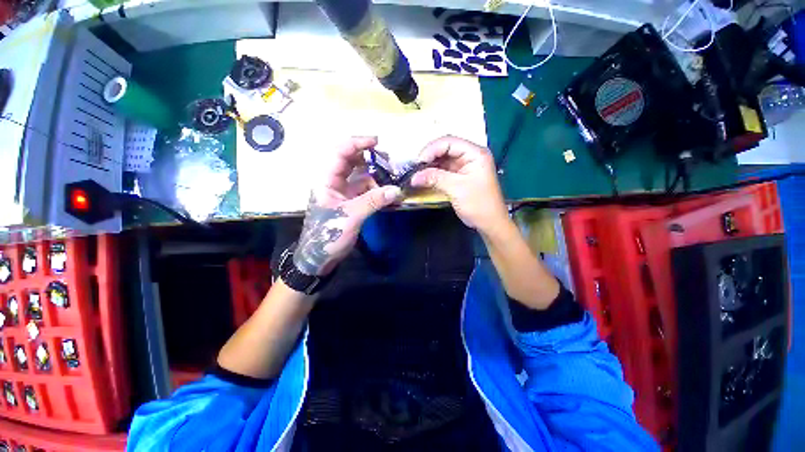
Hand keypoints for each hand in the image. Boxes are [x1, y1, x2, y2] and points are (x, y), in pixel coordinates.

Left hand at [294, 137, 401, 275]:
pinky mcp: (350, 203)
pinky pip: (365, 190)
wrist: (319, 257)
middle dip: (370, 159)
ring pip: (360, 176)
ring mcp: (343, 193)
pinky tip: (387, 193)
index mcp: (326, 180)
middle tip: (389, 162)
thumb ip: (373, 201)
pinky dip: (376, 190)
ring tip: (391, 178)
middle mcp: (334, 182)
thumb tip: (397, 190)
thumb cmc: (328, 235)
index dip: (357, 144)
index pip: (340, 153)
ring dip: (376, 175)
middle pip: (351, 162)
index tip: (377, 142)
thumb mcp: (350, 216)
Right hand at [410, 136, 508, 232]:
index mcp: (475, 153)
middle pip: (444, 149)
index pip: (449, 142)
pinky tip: (424, 178)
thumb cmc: (478, 204)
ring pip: (442, 159)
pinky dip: (433, 173)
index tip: (418, 163)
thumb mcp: (456, 189)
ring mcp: (464, 166)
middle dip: (429, 157)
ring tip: (417, 173)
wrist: (489, 223)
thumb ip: (435, 178)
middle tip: (415, 168)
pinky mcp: (459, 176)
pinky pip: (443, 170)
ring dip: (429, 166)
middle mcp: (470, 156)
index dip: (431, 150)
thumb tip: (414, 177)